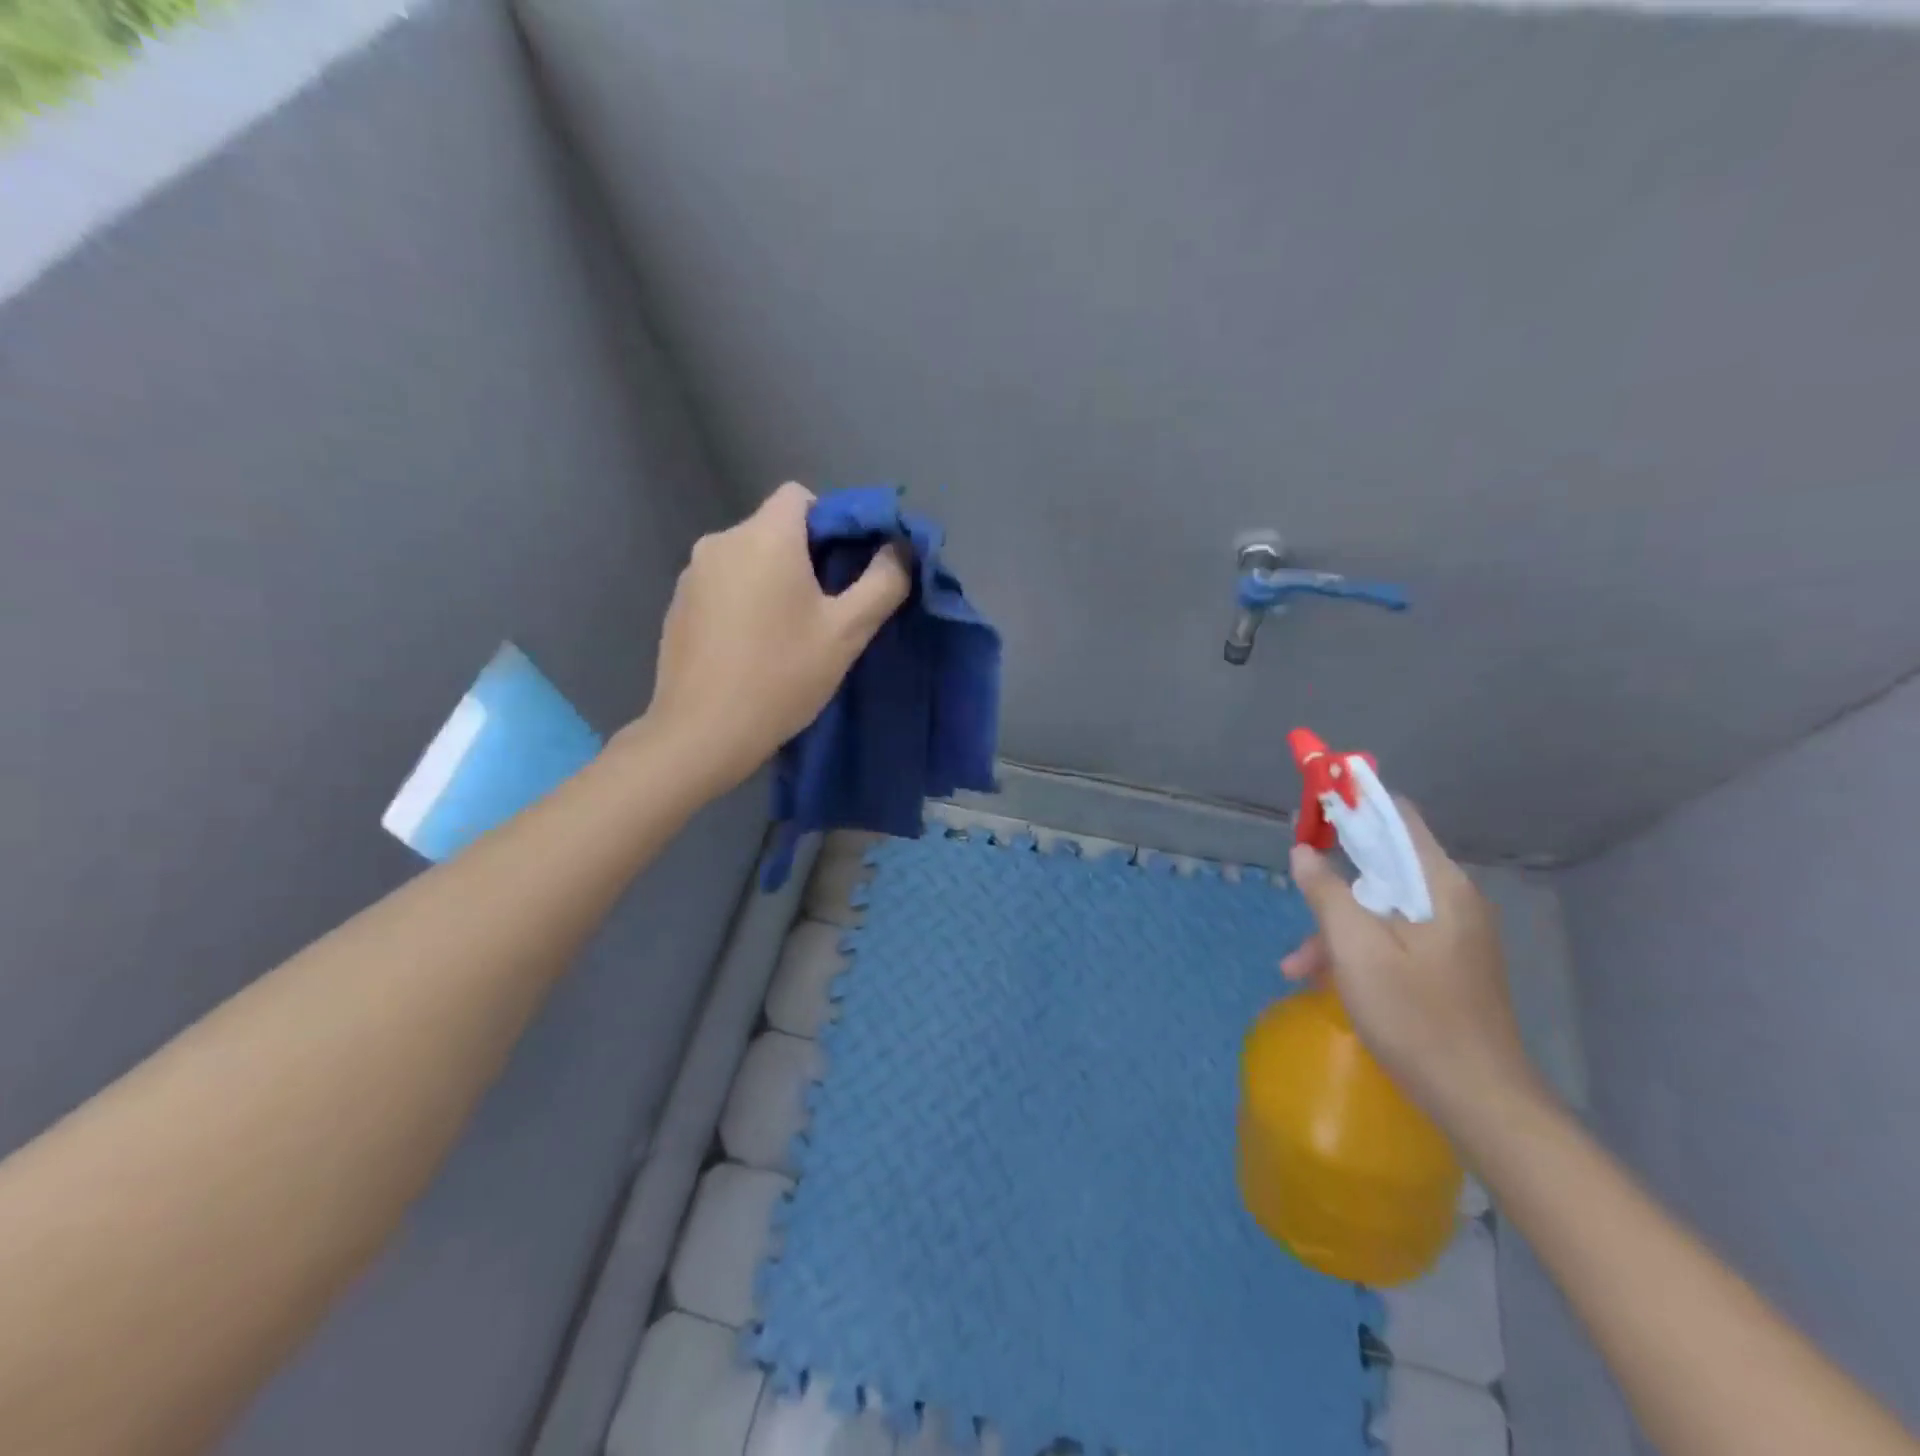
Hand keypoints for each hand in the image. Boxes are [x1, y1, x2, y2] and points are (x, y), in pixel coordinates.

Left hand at [641, 483, 910, 792]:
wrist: (704, 732)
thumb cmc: (782, 676)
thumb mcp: (847, 632)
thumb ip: (882, 583)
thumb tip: (898, 551)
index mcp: (764, 537)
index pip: (800, 495)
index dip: (830, 522)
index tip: (845, 568)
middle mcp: (721, 541)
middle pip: (773, 528)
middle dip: (804, 557)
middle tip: (825, 610)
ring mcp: (691, 574)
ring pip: (747, 559)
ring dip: (771, 581)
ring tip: (786, 634)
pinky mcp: (677, 605)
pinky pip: (722, 585)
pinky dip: (742, 601)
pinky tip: (750, 647)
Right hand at [1280, 801, 1545, 1125]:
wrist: (1481, 1101)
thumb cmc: (1415, 1016)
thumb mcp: (1356, 949)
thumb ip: (1326, 892)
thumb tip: (1303, 852)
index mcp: (1440, 885)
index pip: (1397, 817)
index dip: (1353, 804)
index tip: (1313, 809)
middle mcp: (1453, 901)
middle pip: (1383, 867)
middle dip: (1333, 884)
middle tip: (1296, 901)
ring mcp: (1454, 936)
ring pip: (1382, 907)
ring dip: (1337, 927)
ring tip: (1297, 967)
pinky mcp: (1448, 965)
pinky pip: (1393, 937)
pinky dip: (1358, 949)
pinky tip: (1327, 981)